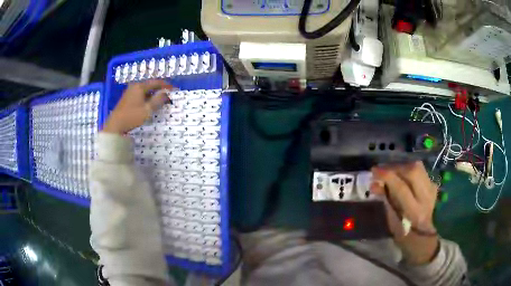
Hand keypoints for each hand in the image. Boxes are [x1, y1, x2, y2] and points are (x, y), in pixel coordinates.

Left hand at [103, 80, 172, 134]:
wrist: (115, 125)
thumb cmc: (132, 116)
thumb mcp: (147, 110)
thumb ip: (158, 100)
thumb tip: (166, 93)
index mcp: (140, 86)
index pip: (156, 82)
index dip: (166, 85)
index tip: (174, 89)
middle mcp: (135, 86)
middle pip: (150, 85)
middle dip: (160, 89)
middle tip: (168, 95)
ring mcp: (130, 91)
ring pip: (145, 89)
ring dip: (153, 93)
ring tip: (160, 99)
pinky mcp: (127, 97)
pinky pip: (140, 93)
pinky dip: (147, 96)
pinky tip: (149, 102)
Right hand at [371, 161, 439, 264]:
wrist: (427, 240)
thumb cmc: (407, 238)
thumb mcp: (393, 224)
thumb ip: (386, 202)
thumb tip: (374, 185)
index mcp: (415, 213)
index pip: (401, 187)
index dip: (387, 176)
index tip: (374, 171)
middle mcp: (426, 198)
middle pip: (413, 171)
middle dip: (396, 167)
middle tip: (383, 170)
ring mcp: (432, 190)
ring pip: (418, 167)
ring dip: (403, 166)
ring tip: (392, 171)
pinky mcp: (433, 186)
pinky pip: (421, 171)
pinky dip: (409, 170)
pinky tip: (402, 176)